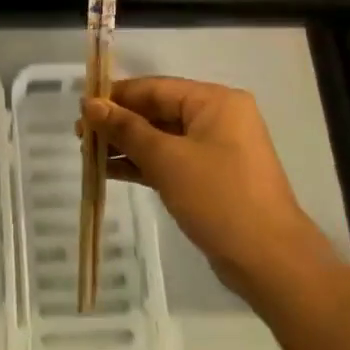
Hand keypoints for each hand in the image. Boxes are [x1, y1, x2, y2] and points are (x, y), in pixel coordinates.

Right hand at [83, 77, 338, 301]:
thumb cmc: (219, 198)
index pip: (155, 88)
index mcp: (215, 101)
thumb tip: (90, 104)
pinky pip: (171, 160)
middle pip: (158, 111)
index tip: (81, 107)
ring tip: (87, 154)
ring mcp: (217, 149)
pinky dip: (144, 164)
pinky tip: (110, 171)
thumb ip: (126, 129)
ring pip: (162, 138)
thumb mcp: (167, 159)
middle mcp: (218, 118)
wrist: (270, 261)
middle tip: (79, 134)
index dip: (116, 96)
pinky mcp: (213, 178)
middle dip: (119, 123)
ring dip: (127, 145)